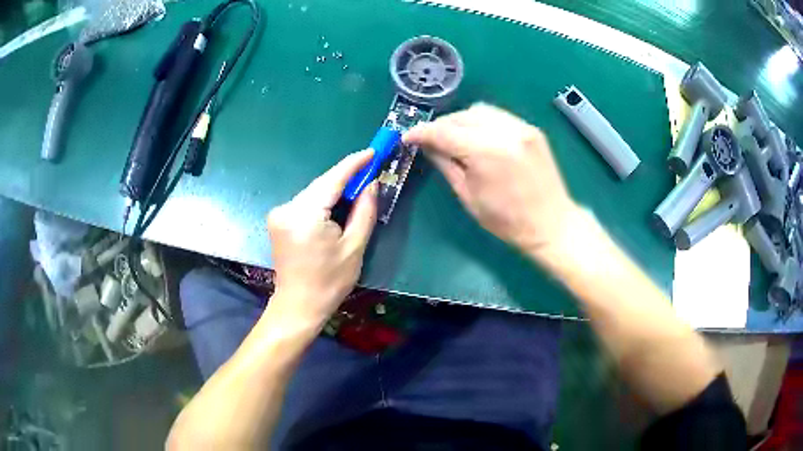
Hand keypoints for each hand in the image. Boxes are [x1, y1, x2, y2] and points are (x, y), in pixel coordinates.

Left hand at [265, 150, 377, 329]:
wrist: (298, 305)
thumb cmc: (329, 281)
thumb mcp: (354, 246)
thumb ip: (364, 210)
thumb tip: (371, 184)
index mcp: (305, 215)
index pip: (333, 179)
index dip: (354, 163)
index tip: (372, 151)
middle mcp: (287, 208)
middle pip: (322, 185)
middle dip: (346, 178)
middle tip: (370, 172)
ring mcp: (279, 213)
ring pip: (314, 193)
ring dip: (334, 190)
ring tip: (356, 192)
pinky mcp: (278, 220)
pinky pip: (305, 202)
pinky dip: (322, 201)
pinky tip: (335, 207)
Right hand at [404, 103, 579, 264]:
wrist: (552, 223)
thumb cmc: (507, 221)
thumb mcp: (468, 196)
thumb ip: (446, 165)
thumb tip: (427, 145)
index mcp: (486, 152)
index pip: (444, 132)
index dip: (421, 132)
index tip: (407, 137)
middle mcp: (505, 132)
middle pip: (462, 116)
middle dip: (441, 125)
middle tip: (430, 140)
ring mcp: (521, 128)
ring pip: (480, 111)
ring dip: (461, 121)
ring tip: (454, 137)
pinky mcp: (531, 129)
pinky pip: (498, 116)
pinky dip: (481, 122)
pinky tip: (478, 137)